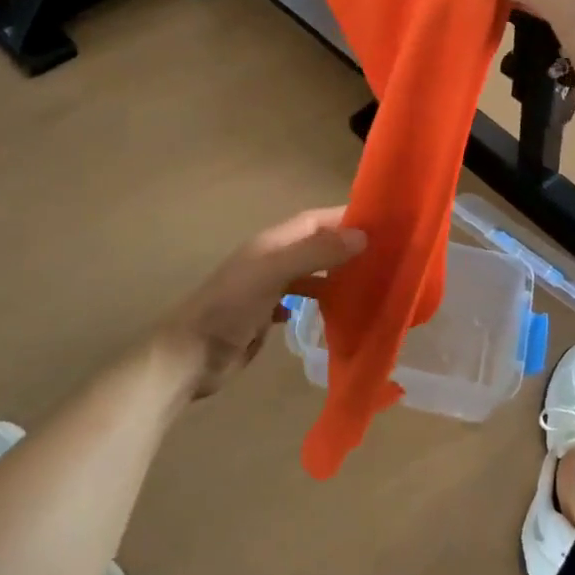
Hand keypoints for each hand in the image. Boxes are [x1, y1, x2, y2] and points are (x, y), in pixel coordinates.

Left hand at [155, 208, 366, 401]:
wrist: (190, 356)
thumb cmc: (230, 309)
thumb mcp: (273, 273)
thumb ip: (315, 253)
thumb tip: (362, 236)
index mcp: (272, 243)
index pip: (315, 220)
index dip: (345, 218)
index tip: (383, 223)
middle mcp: (271, 260)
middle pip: (315, 245)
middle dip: (346, 246)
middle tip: (385, 256)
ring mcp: (267, 288)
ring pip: (310, 273)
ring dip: (336, 275)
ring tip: (369, 284)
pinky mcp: (265, 315)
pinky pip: (300, 300)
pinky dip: (319, 301)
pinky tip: (337, 312)